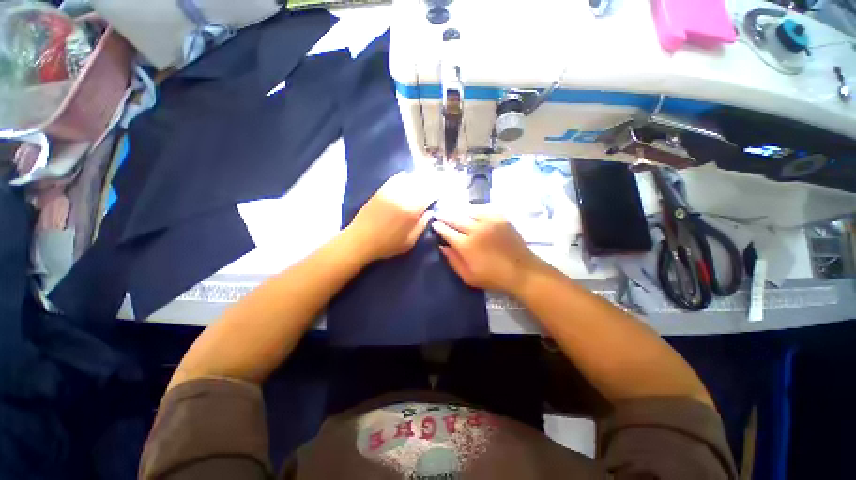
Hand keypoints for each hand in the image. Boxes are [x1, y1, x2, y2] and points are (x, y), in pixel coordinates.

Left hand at [346, 171, 435, 261]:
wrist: (360, 240)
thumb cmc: (387, 245)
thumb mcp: (409, 242)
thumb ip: (422, 225)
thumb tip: (430, 212)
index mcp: (412, 210)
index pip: (430, 194)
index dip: (437, 192)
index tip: (440, 193)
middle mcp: (403, 197)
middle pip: (421, 184)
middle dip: (431, 183)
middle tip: (435, 184)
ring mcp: (391, 191)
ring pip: (410, 179)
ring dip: (419, 178)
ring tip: (424, 180)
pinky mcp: (381, 190)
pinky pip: (396, 178)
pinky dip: (404, 177)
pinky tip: (407, 178)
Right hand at [432, 206, 541, 293]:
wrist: (521, 271)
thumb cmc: (493, 277)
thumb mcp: (468, 276)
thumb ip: (453, 260)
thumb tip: (442, 246)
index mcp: (466, 245)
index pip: (447, 231)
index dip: (439, 227)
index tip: (434, 224)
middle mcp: (476, 229)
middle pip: (455, 218)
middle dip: (445, 216)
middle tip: (439, 214)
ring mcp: (489, 222)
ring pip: (468, 211)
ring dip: (459, 211)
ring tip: (454, 212)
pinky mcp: (500, 218)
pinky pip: (484, 209)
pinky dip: (475, 209)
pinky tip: (472, 211)